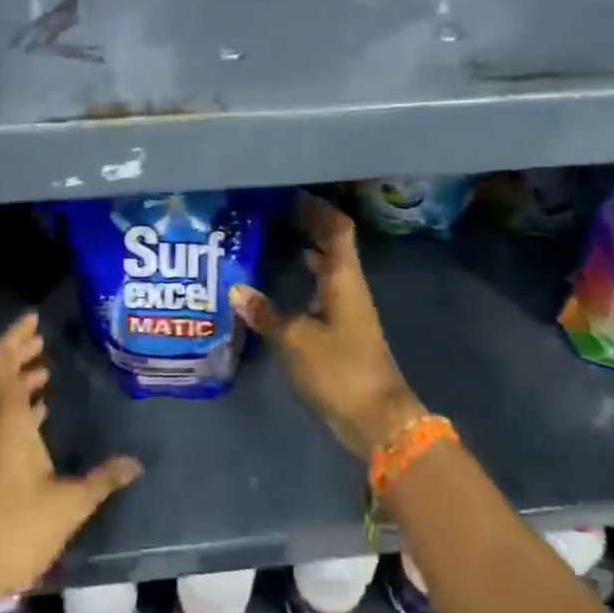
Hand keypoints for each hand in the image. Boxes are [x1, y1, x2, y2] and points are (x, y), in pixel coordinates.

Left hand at [0, 313, 142, 601]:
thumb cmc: (16, 530)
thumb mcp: (68, 505)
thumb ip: (103, 479)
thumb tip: (136, 463)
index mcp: (6, 420)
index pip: (4, 362)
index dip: (16, 336)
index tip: (35, 319)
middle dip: (17, 350)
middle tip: (42, 337)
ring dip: (15, 377)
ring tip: (44, 370)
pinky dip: (12, 402)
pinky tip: (36, 413)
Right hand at [230, 194, 427, 456]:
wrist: (376, 418)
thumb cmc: (339, 368)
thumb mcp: (296, 339)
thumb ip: (267, 313)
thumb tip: (237, 289)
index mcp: (344, 278)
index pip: (337, 229)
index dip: (317, 209)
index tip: (290, 194)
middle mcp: (349, 286)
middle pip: (333, 244)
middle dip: (308, 225)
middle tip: (273, 211)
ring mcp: (347, 309)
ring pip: (327, 267)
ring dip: (307, 249)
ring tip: (274, 237)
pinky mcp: (342, 330)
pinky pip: (322, 289)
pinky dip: (305, 277)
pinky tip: (283, 281)